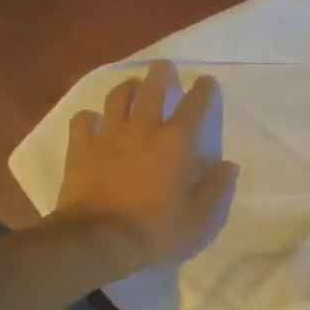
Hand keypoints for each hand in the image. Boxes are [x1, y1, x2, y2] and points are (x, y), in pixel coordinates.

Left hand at [53, 60, 237, 274]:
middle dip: (162, 74)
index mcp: (176, 142)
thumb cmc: (156, 230)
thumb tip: (228, 166)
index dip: (203, 89)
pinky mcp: (81, 147)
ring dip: (128, 87)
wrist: (99, 241)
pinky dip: (90, 117)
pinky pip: (83, 120)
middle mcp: (144, 129)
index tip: (206, 81)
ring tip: (133, 87)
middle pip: (152, 88)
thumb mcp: (199, 219)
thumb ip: (216, 189)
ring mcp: (109, 135)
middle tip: (165, 68)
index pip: (194, 105)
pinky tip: (93, 121)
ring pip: (118, 97)